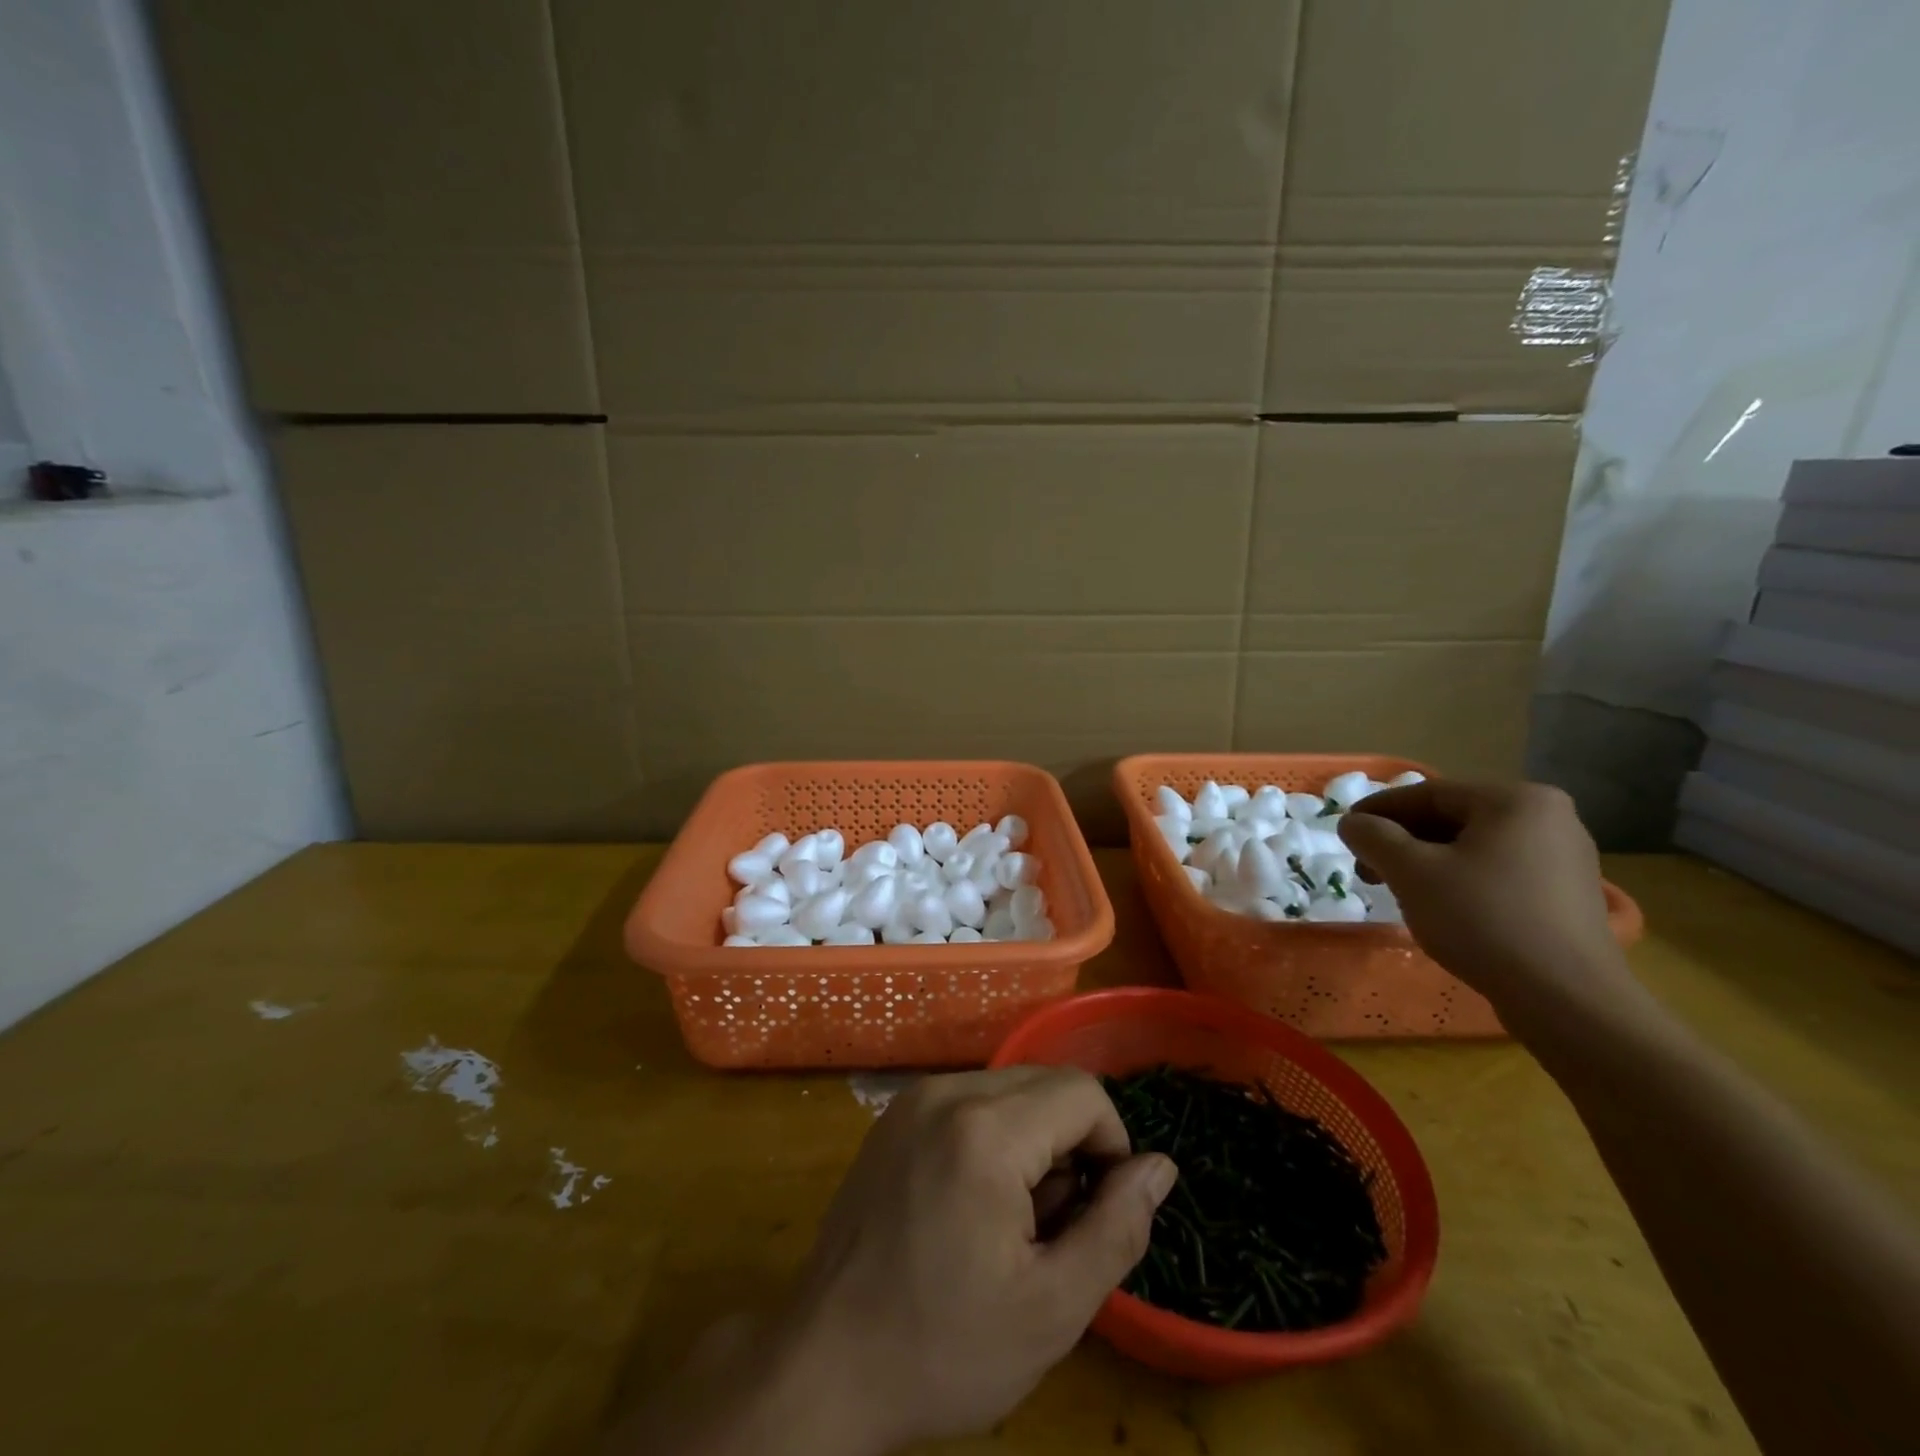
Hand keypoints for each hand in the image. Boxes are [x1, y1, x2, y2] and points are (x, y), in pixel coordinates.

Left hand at [780, 1067, 1175, 1454]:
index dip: (1110, 1147)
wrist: (824, 1365)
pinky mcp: (894, 1116)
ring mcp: (913, 1098)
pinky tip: (973, 1203)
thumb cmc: (943, 1347)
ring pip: (1010, 1089)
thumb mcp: (1052, 1308)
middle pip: (1046, 1084)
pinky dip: (994, 1135)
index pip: (1083, 1093)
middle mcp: (946, 1091)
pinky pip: (970, 1100)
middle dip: (1073, 1142)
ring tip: (1013, 1220)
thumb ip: (1118, 1227)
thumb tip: (1160, 1166)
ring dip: (1034, 1140)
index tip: (1098, 1212)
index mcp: (985, 1129)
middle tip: (1054, 1223)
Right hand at [1337, 779, 1637, 1025]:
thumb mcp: (1412, 872)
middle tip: (1367, 868)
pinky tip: (1439, 907)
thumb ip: (1373, 837)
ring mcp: (1564, 858)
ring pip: (1474, 847)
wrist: (1567, 1000)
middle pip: (1453, 818)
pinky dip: (1460, 880)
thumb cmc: (1483, 920)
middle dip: (1402, 841)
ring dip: (1426, 862)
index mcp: (1516, 800)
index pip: (1429, 793)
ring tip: (1397, 889)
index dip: (1379, 810)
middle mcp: (1549, 818)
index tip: (1346, 832)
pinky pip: (1499, 871)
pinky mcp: (1567, 895)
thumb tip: (1352, 823)